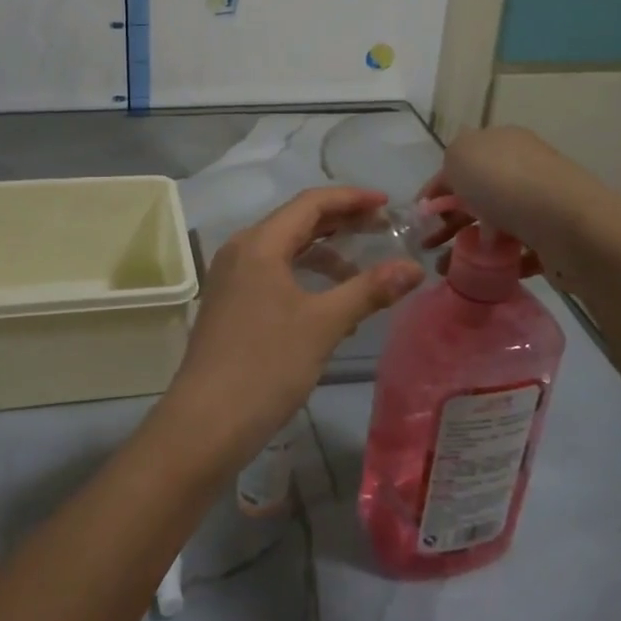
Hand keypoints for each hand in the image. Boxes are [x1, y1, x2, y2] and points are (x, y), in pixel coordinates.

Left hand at [153, 187, 424, 474]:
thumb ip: (369, 290)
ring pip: (284, 249)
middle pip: (296, 221)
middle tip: (382, 229)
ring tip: (361, 267)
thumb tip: (414, 268)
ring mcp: (232, 277)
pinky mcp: (230, 303)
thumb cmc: (266, 365)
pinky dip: (304, 276)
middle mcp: (241, 250)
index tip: (388, 205)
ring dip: (323, 252)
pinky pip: (273, 273)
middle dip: (340, 222)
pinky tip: (329, 302)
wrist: (206, 422)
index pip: (311, 202)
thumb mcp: (324, 324)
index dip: (352, 198)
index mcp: (260, 243)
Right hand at [419, 127, 620, 279]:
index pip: (460, 164)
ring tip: (446, 267)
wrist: (569, 226)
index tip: (419, 216)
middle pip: (476, 194)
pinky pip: (516, 250)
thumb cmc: (506, 183)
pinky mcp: (552, 239)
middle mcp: (523, 169)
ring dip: (467, 244)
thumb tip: (456, 180)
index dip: (435, 188)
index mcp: (502, 143)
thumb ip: (450, 162)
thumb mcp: (461, 155)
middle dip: (449, 219)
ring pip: (494, 224)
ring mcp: (540, 204)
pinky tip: (479, 274)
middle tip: (429, 244)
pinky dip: (496, 262)